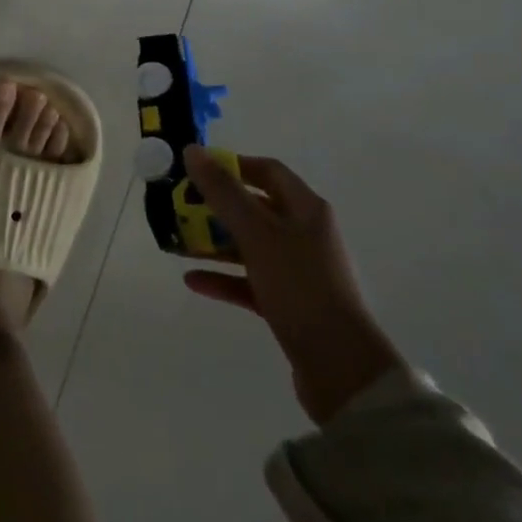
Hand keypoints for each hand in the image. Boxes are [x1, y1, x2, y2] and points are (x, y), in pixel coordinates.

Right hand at [182, 144, 407, 424]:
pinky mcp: (289, 305)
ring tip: (179, 243)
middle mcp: (305, 234)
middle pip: (255, 208)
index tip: (196, 171)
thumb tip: (192, 151)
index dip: (232, 165)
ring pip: (249, 246)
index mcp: (306, 209)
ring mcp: (298, 272)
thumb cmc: (300, 287)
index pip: (267, 171)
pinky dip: (224, 278)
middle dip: (216, 206)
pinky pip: (250, 282)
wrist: (341, 370)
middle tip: (180, 207)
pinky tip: (193, 281)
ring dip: (215, 243)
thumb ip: (223, 192)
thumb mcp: (257, 233)